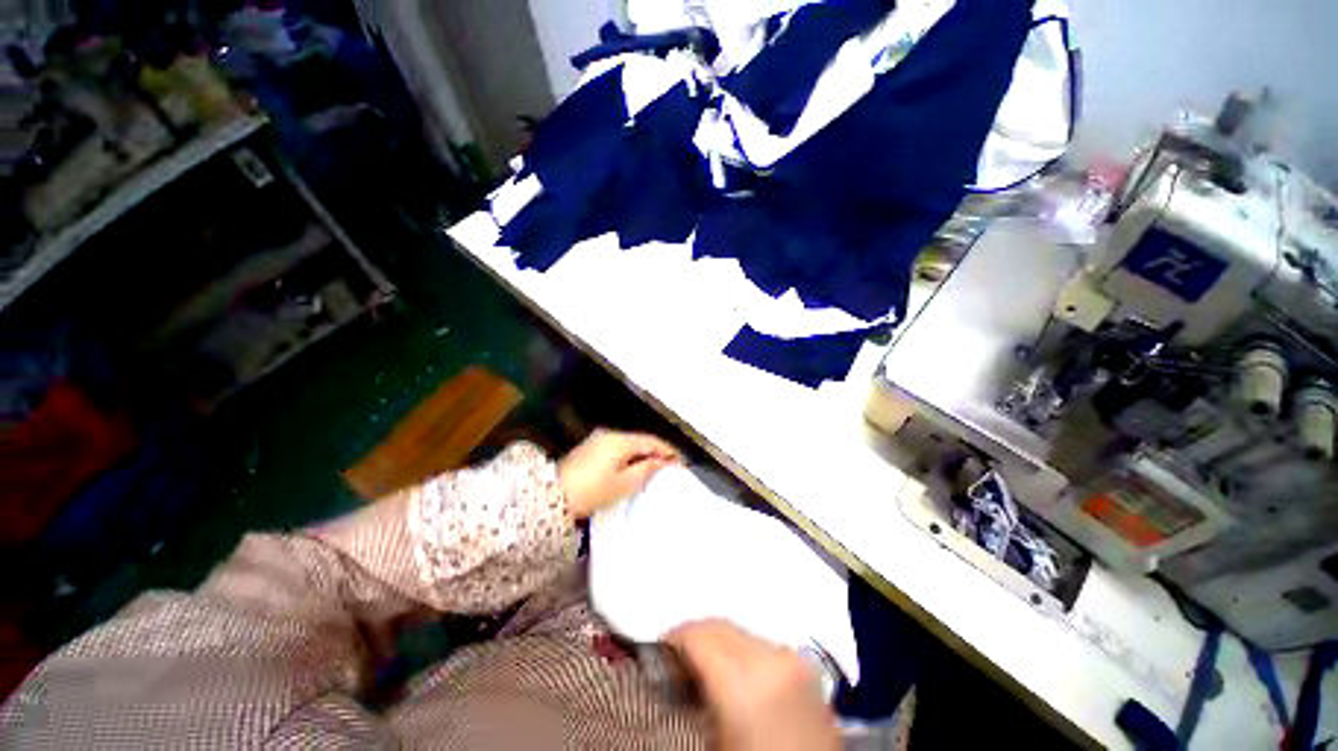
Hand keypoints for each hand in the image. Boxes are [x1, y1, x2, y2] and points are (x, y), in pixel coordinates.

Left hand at [558, 429, 680, 518]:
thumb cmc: (592, 491)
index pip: (652, 441)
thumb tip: (663, 461)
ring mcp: (599, 439)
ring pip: (629, 444)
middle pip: (641, 440)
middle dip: (656, 452)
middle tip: (670, 466)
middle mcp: (610, 434)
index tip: (681, 462)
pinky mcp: (591, 447)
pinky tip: (634, 467)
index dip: (668, 451)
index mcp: (620, 440)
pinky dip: (629, 455)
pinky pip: (618, 447)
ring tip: (655, 468)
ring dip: (643, 454)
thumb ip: (646, 469)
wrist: (553, 496)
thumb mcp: (623, 483)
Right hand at [665, 619, 837, 750]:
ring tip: (701, 670)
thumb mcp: (715, 743)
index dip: (672, 640)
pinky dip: (742, 651)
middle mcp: (774, 657)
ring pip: (741, 632)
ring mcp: (796, 661)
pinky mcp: (809, 671)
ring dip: (718, 643)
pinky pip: (763, 646)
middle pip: (720, 627)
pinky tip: (734, 675)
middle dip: (693, 637)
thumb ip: (693, 699)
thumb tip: (668, 677)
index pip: (699, 636)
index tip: (656, 652)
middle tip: (672, 661)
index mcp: (747, 679)